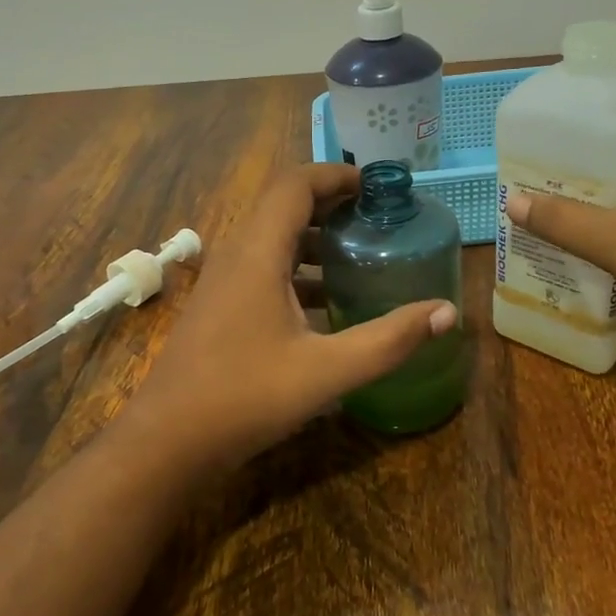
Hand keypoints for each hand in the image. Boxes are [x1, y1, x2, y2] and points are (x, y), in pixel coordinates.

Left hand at [127, 164, 458, 471]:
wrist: (168, 440)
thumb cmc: (244, 397)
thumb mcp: (326, 371)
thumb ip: (388, 341)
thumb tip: (447, 312)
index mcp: (257, 254)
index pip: (295, 185)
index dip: (336, 174)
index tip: (379, 187)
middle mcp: (236, 256)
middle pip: (284, 206)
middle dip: (333, 203)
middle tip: (379, 218)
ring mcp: (223, 282)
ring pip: (272, 239)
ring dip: (316, 238)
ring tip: (362, 254)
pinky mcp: (220, 306)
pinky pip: (263, 268)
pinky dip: (298, 269)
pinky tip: (328, 303)